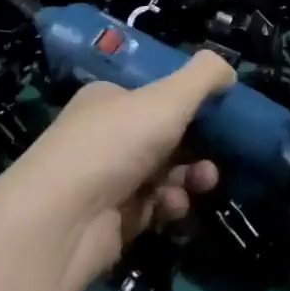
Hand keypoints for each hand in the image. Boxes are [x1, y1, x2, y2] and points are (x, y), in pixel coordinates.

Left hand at [0, 51, 231, 290]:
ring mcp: (105, 180)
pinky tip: (173, 206)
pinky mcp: (110, 221)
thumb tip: (228, 69)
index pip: (154, 94)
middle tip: (220, 153)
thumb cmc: (116, 143)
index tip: (220, 113)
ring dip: (188, 175)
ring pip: (162, 173)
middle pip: (163, 135)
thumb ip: (203, 77)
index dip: (188, 102)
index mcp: (109, 98)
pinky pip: (152, 207)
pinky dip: (168, 204)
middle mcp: (103, 135)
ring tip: (203, 182)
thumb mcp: (168, 97)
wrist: (62, 221)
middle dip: (196, 144)